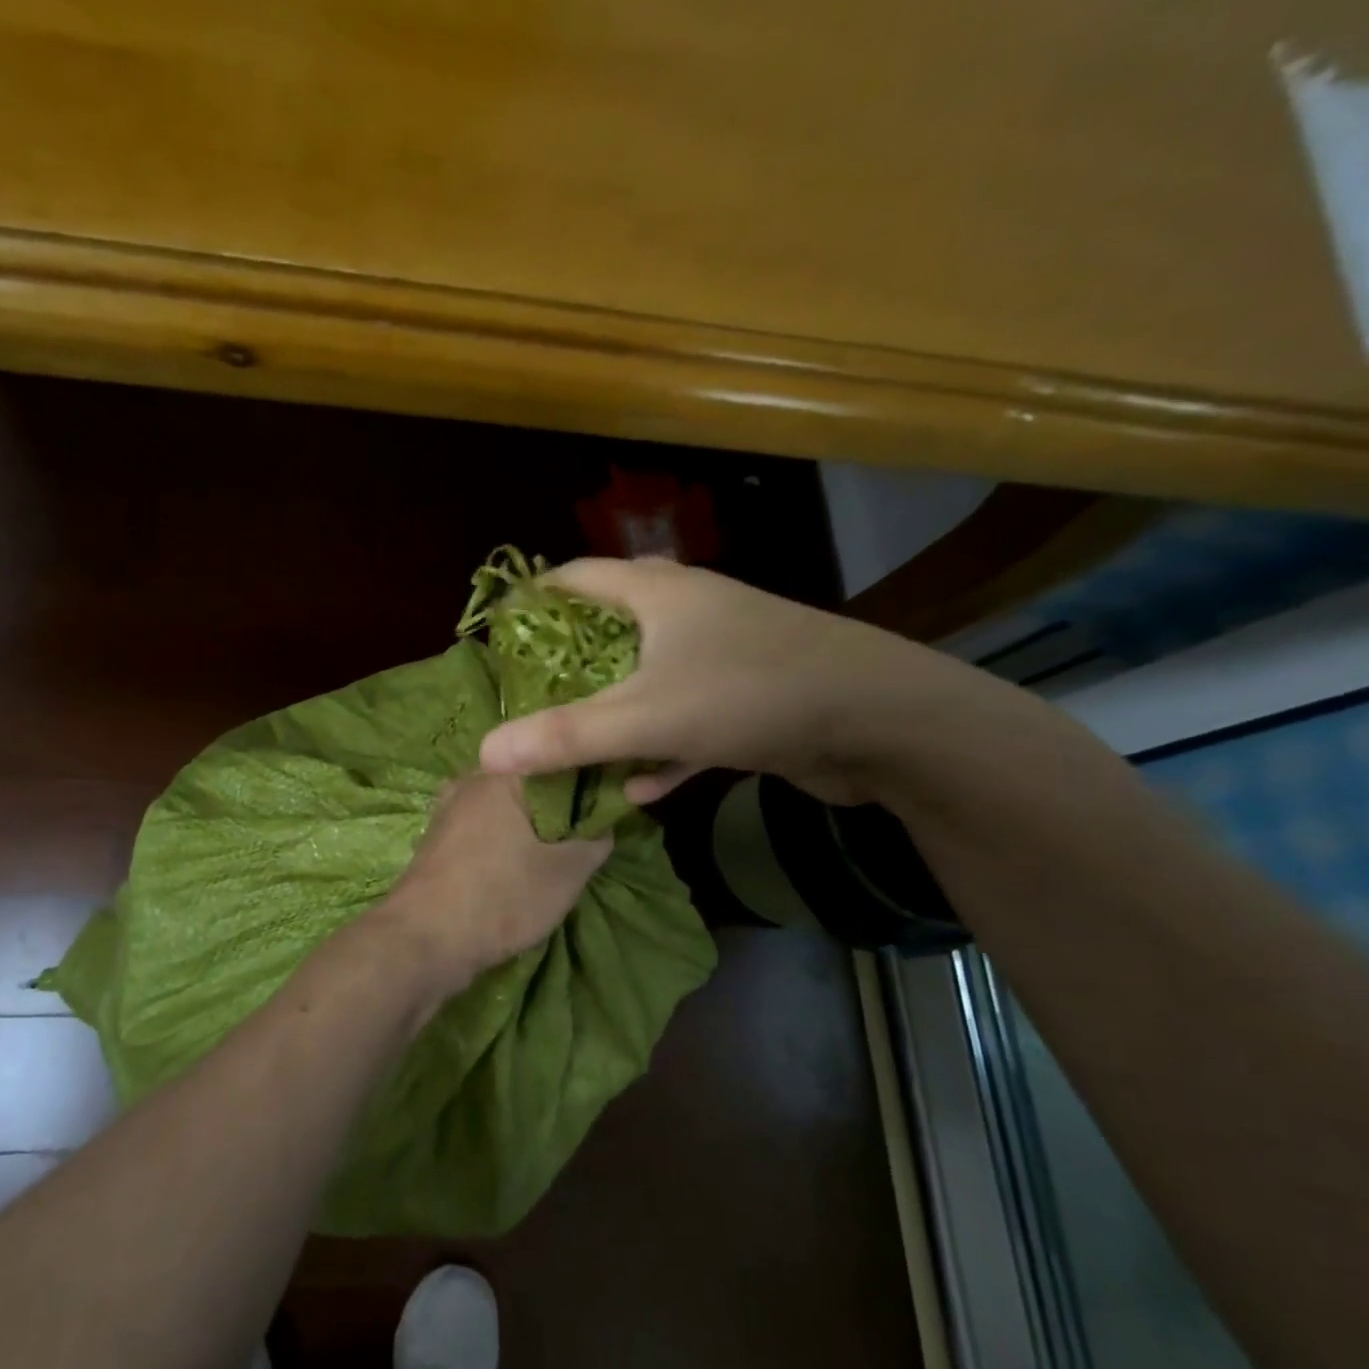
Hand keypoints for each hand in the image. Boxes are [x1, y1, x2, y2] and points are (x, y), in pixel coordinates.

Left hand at [381, 773, 611, 986]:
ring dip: (528, 834)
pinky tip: (516, 874)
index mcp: (500, 775)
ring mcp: (447, 813)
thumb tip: (601, 824)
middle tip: (582, 843)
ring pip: (504, 814)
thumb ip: (593, 840)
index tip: (606, 813)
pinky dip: (502, 849)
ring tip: (552, 863)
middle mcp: (468, 784)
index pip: (557, 764)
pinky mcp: (437, 844)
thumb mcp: (566, 872)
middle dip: (556, 814)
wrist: (423, 941)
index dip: (587, 787)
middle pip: (528, 789)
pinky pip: (482, 835)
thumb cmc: (500, 896)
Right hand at [477, 557, 990, 804]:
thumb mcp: (647, 717)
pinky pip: (683, 718)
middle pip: (608, 631)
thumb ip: (565, 737)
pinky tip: (641, 790)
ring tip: (569, 748)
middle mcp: (688, 613)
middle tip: (527, 701)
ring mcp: (720, 655)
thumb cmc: (754, 695)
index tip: (497, 637)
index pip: (576, 577)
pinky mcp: (746, 698)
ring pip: (645, 680)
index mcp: (658, 593)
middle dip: (566, 669)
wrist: (885, 723)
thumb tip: (484, 752)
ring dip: (610, 716)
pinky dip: (658, 748)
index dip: (531, 602)